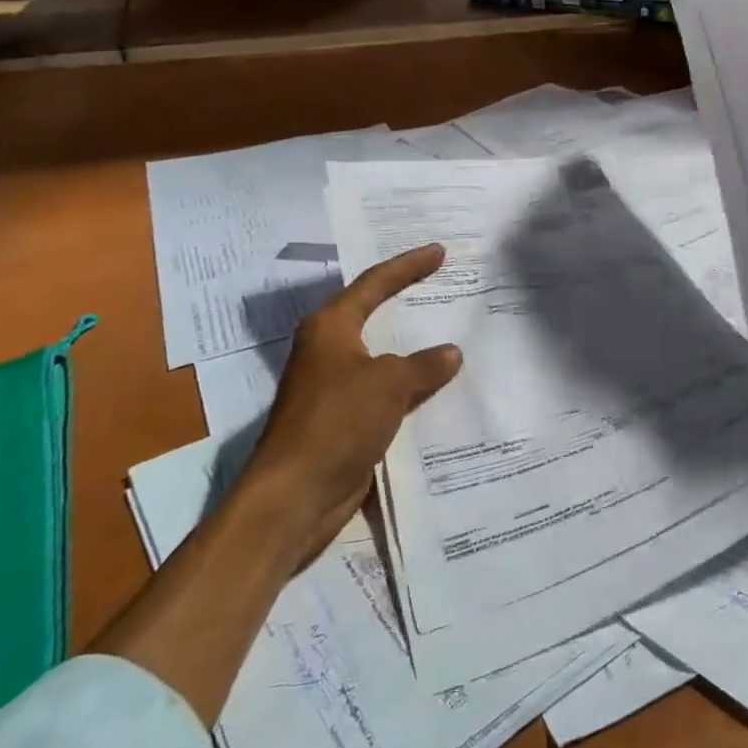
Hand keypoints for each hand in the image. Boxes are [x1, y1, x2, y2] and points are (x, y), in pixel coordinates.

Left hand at [248, 243, 462, 560]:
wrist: (296, 495)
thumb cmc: (337, 421)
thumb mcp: (389, 384)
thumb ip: (424, 365)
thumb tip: (451, 353)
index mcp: (330, 327)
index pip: (374, 283)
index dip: (408, 265)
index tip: (439, 252)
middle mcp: (328, 350)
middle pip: (374, 314)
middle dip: (407, 301)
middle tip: (442, 283)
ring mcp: (333, 386)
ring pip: (382, 356)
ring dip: (412, 349)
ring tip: (449, 332)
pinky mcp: (342, 419)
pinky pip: (384, 391)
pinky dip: (409, 386)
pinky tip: (437, 387)